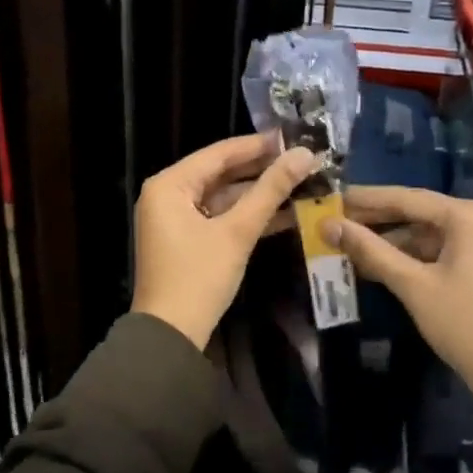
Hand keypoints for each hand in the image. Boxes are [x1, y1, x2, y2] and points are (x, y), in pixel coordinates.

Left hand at [132, 133, 318, 349]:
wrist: (171, 335)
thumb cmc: (199, 277)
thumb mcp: (237, 231)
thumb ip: (270, 191)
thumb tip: (304, 154)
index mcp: (169, 184)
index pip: (219, 153)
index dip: (258, 145)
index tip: (293, 137)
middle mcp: (167, 194)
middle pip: (220, 173)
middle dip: (261, 170)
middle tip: (302, 160)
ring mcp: (175, 218)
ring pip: (222, 196)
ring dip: (258, 194)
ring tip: (300, 183)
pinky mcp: (186, 239)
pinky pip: (219, 216)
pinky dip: (246, 216)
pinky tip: (284, 212)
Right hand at [326, 186, 472, 408]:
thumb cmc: (463, 322)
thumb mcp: (412, 285)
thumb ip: (370, 250)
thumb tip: (329, 226)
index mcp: (466, 216)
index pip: (406, 198)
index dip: (365, 199)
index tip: (331, 198)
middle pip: (416, 212)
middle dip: (375, 220)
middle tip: (334, 221)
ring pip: (425, 233)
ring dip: (389, 241)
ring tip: (348, 244)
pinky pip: (437, 249)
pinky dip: (408, 256)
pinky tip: (377, 263)